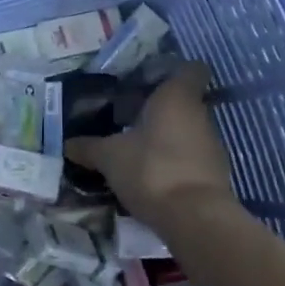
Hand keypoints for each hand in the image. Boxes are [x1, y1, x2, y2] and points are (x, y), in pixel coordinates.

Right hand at [66, 63, 235, 230]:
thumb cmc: (151, 169)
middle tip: (130, 119)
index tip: (150, 81)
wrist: (194, 217)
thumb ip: (90, 148)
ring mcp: (212, 144)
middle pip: (184, 102)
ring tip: (137, 151)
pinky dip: (175, 162)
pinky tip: (152, 177)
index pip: (191, 69)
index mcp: (177, 96)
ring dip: (167, 138)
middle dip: (160, 110)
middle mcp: (200, 114)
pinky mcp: (215, 173)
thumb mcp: (110, 157)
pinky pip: (192, 158)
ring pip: (187, 131)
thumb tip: (68, 144)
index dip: (174, 71)